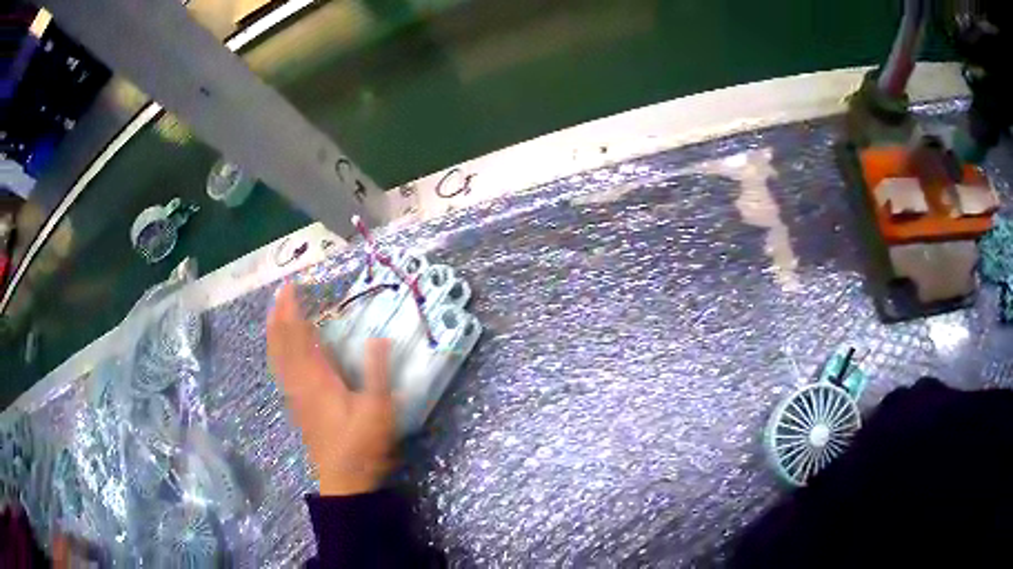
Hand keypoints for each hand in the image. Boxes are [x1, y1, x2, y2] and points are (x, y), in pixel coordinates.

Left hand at [267, 282, 395, 495]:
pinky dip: (276, 352)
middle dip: (278, 315)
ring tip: (274, 313)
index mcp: (317, 379)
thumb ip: (377, 372)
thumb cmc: (362, 445)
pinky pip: (280, 370)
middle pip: (281, 343)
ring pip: (277, 357)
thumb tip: (379, 338)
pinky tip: (280, 351)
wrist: (345, 480)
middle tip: (280, 292)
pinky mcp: (297, 406)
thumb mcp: (378, 409)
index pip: (299, 336)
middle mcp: (300, 383)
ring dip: (274, 332)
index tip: (290, 287)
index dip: (292, 310)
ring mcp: (295, 395)